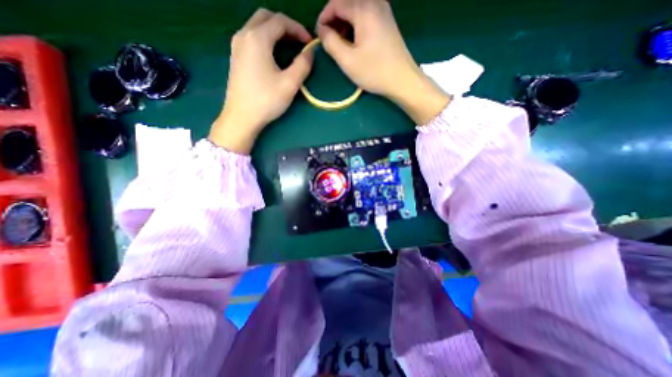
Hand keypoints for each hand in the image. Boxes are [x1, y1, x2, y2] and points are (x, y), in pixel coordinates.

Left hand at [211, 8, 313, 153]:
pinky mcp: (235, 56)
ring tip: (289, 47)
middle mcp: (244, 35)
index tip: (310, 43)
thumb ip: (302, 65)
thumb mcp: (289, 84)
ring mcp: (237, 45)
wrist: (241, 117)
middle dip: (285, 26)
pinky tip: (273, 54)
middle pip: (266, 17)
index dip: (298, 29)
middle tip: (299, 42)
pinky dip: (265, 39)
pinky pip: (251, 37)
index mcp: (257, 38)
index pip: (280, 21)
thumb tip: (310, 52)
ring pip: (257, 26)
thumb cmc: (266, 100)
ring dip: (275, 31)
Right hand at [317, 0, 450, 122]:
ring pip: (356, 9)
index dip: (323, 18)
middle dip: (334, 20)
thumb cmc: (374, 72)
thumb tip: (322, 30)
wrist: (402, 80)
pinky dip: (356, 25)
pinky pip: (366, 15)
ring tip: (341, 44)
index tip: (319, 36)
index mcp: (363, 8)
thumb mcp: (347, 60)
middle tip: (330, 41)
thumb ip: (330, 42)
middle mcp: (375, 2)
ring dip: (345, 23)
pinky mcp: (387, 21)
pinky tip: (355, 42)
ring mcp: (383, 10)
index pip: (336, 3)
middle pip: (347, 3)